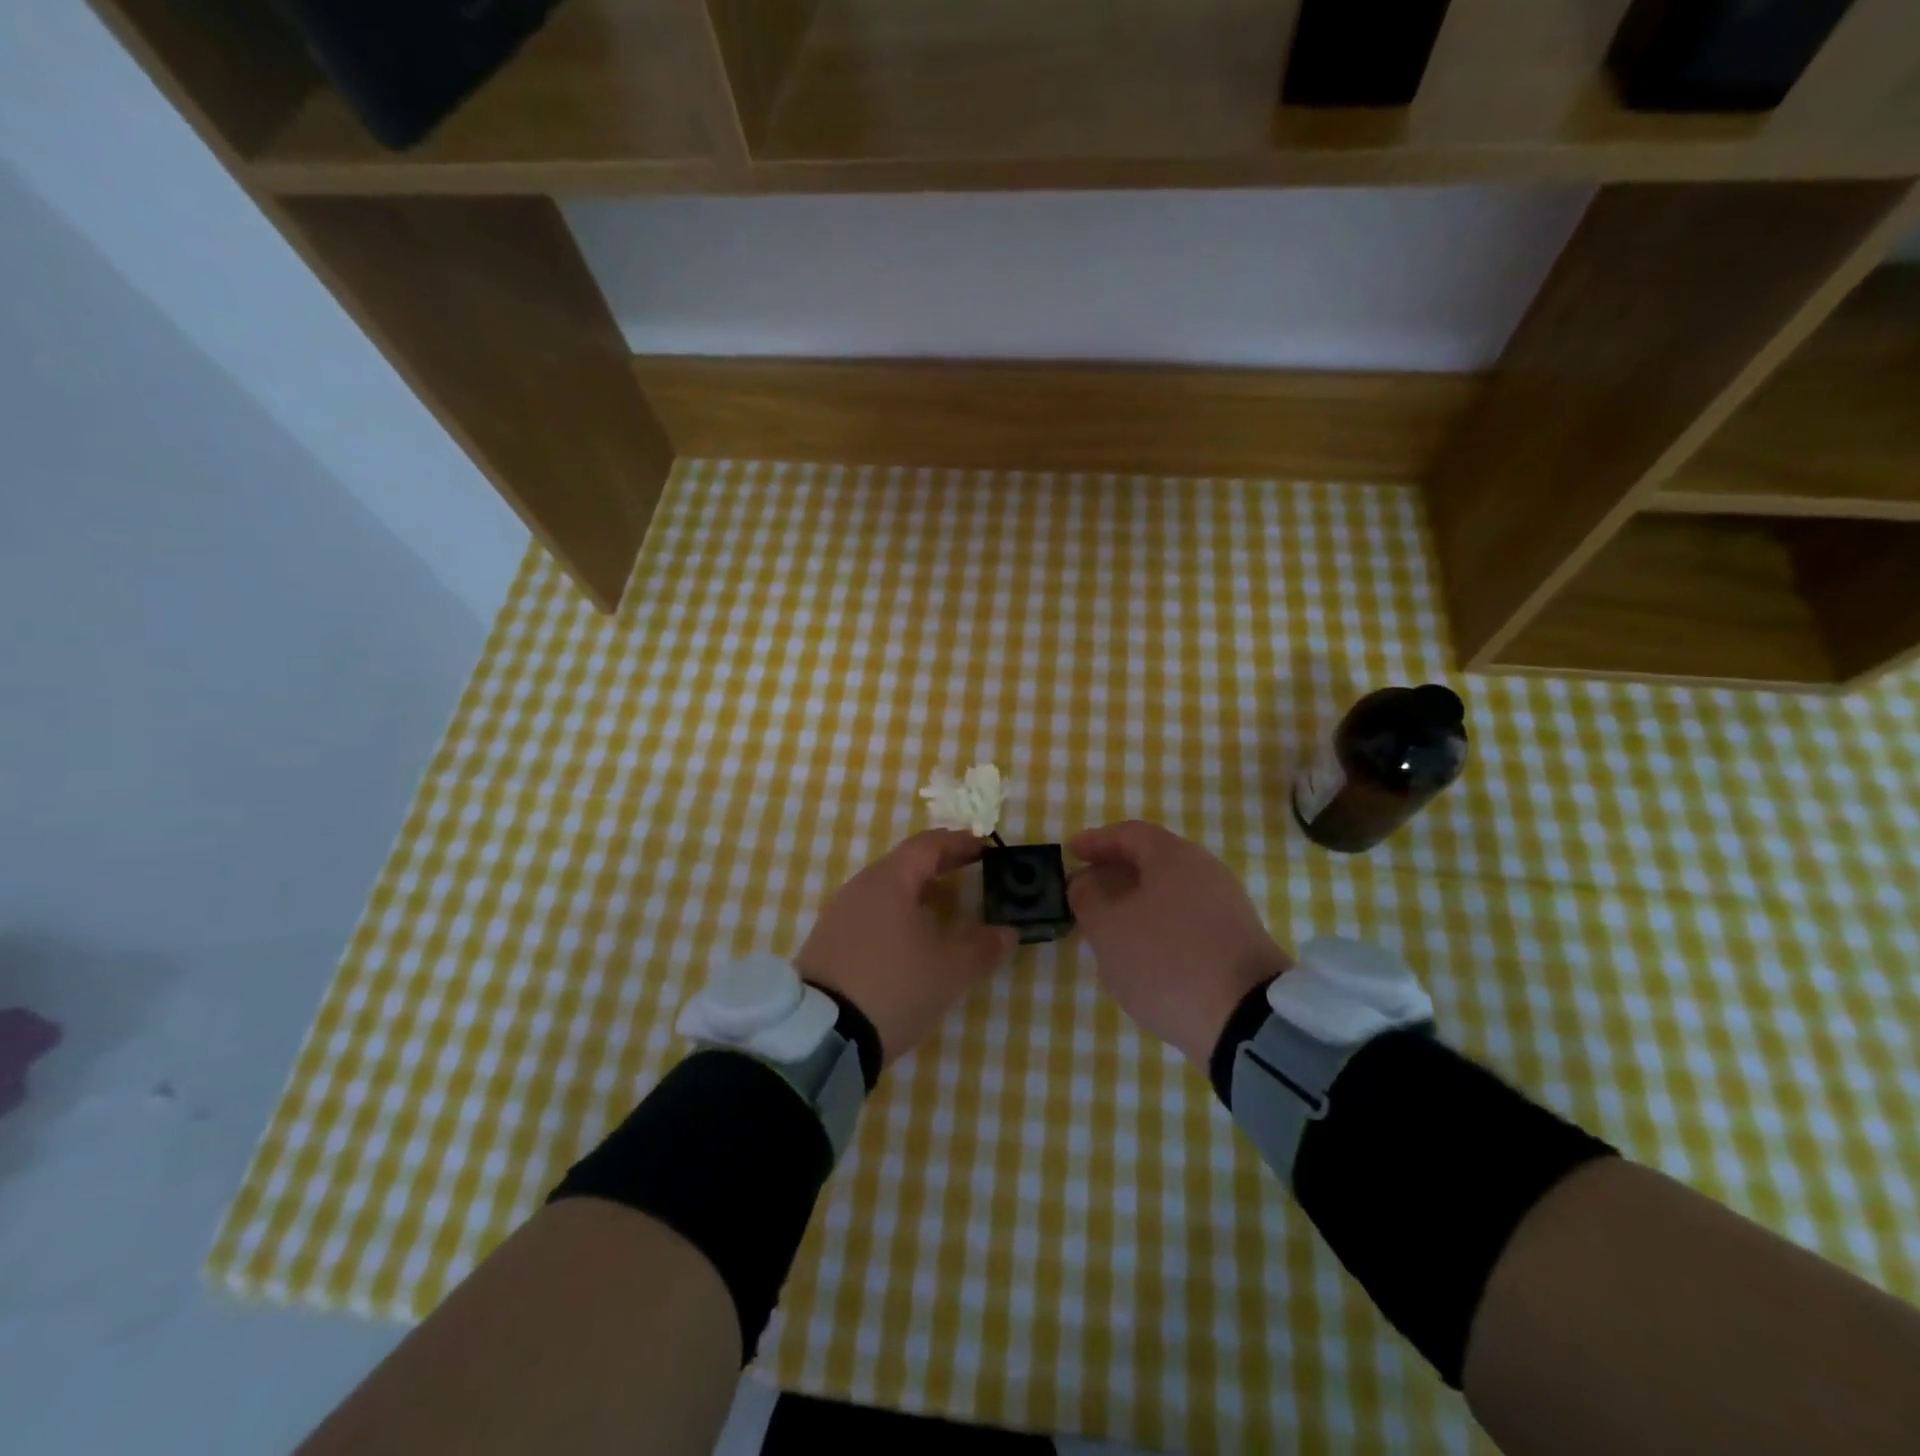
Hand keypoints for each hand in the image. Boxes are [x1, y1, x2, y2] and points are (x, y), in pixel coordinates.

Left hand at [795, 830, 1018, 1065]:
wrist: (821, 1035)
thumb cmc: (893, 986)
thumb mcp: (950, 970)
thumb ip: (983, 947)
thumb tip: (1007, 932)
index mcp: (889, 881)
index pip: (928, 844)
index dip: (959, 842)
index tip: (984, 847)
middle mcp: (860, 887)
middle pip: (905, 863)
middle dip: (941, 865)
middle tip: (971, 871)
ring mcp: (839, 914)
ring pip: (887, 890)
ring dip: (919, 892)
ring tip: (946, 909)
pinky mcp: (828, 942)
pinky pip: (871, 914)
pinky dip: (898, 914)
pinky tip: (912, 941)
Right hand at [1067, 821, 1291, 1067]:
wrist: (1246, 1019)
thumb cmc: (1166, 961)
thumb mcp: (1108, 930)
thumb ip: (1088, 899)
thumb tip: (1085, 882)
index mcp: (1174, 857)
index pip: (1129, 833)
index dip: (1096, 840)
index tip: (1070, 852)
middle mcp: (1206, 870)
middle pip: (1153, 860)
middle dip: (1116, 872)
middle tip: (1086, 890)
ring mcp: (1227, 906)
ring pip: (1170, 892)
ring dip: (1136, 902)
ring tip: (1109, 926)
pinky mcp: (1238, 940)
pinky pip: (1187, 918)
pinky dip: (1159, 924)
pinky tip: (1144, 952)